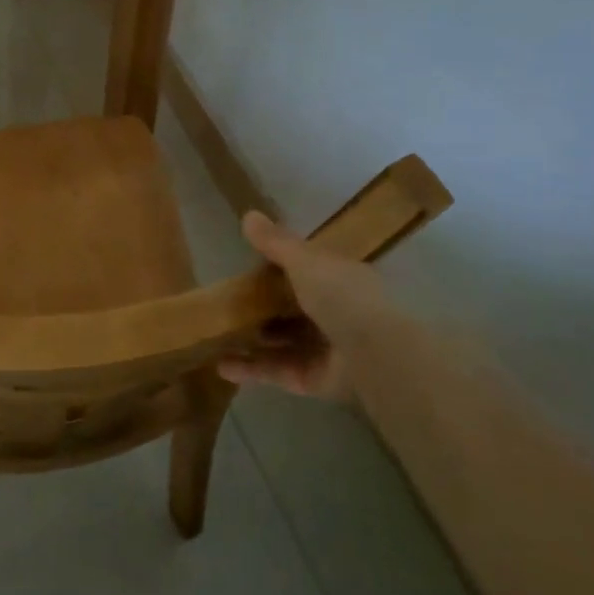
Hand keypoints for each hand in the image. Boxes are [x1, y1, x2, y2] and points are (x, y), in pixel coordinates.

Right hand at [217, 211, 381, 394]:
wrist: (377, 355)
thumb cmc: (343, 295)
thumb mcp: (305, 260)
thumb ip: (275, 243)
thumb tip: (248, 214)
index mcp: (340, 280)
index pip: (307, 271)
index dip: (279, 268)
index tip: (248, 266)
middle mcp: (335, 314)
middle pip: (292, 308)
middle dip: (262, 307)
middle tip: (227, 302)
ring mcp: (325, 349)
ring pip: (282, 342)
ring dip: (252, 340)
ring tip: (216, 335)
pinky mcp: (315, 380)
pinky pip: (278, 371)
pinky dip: (252, 369)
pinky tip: (222, 366)